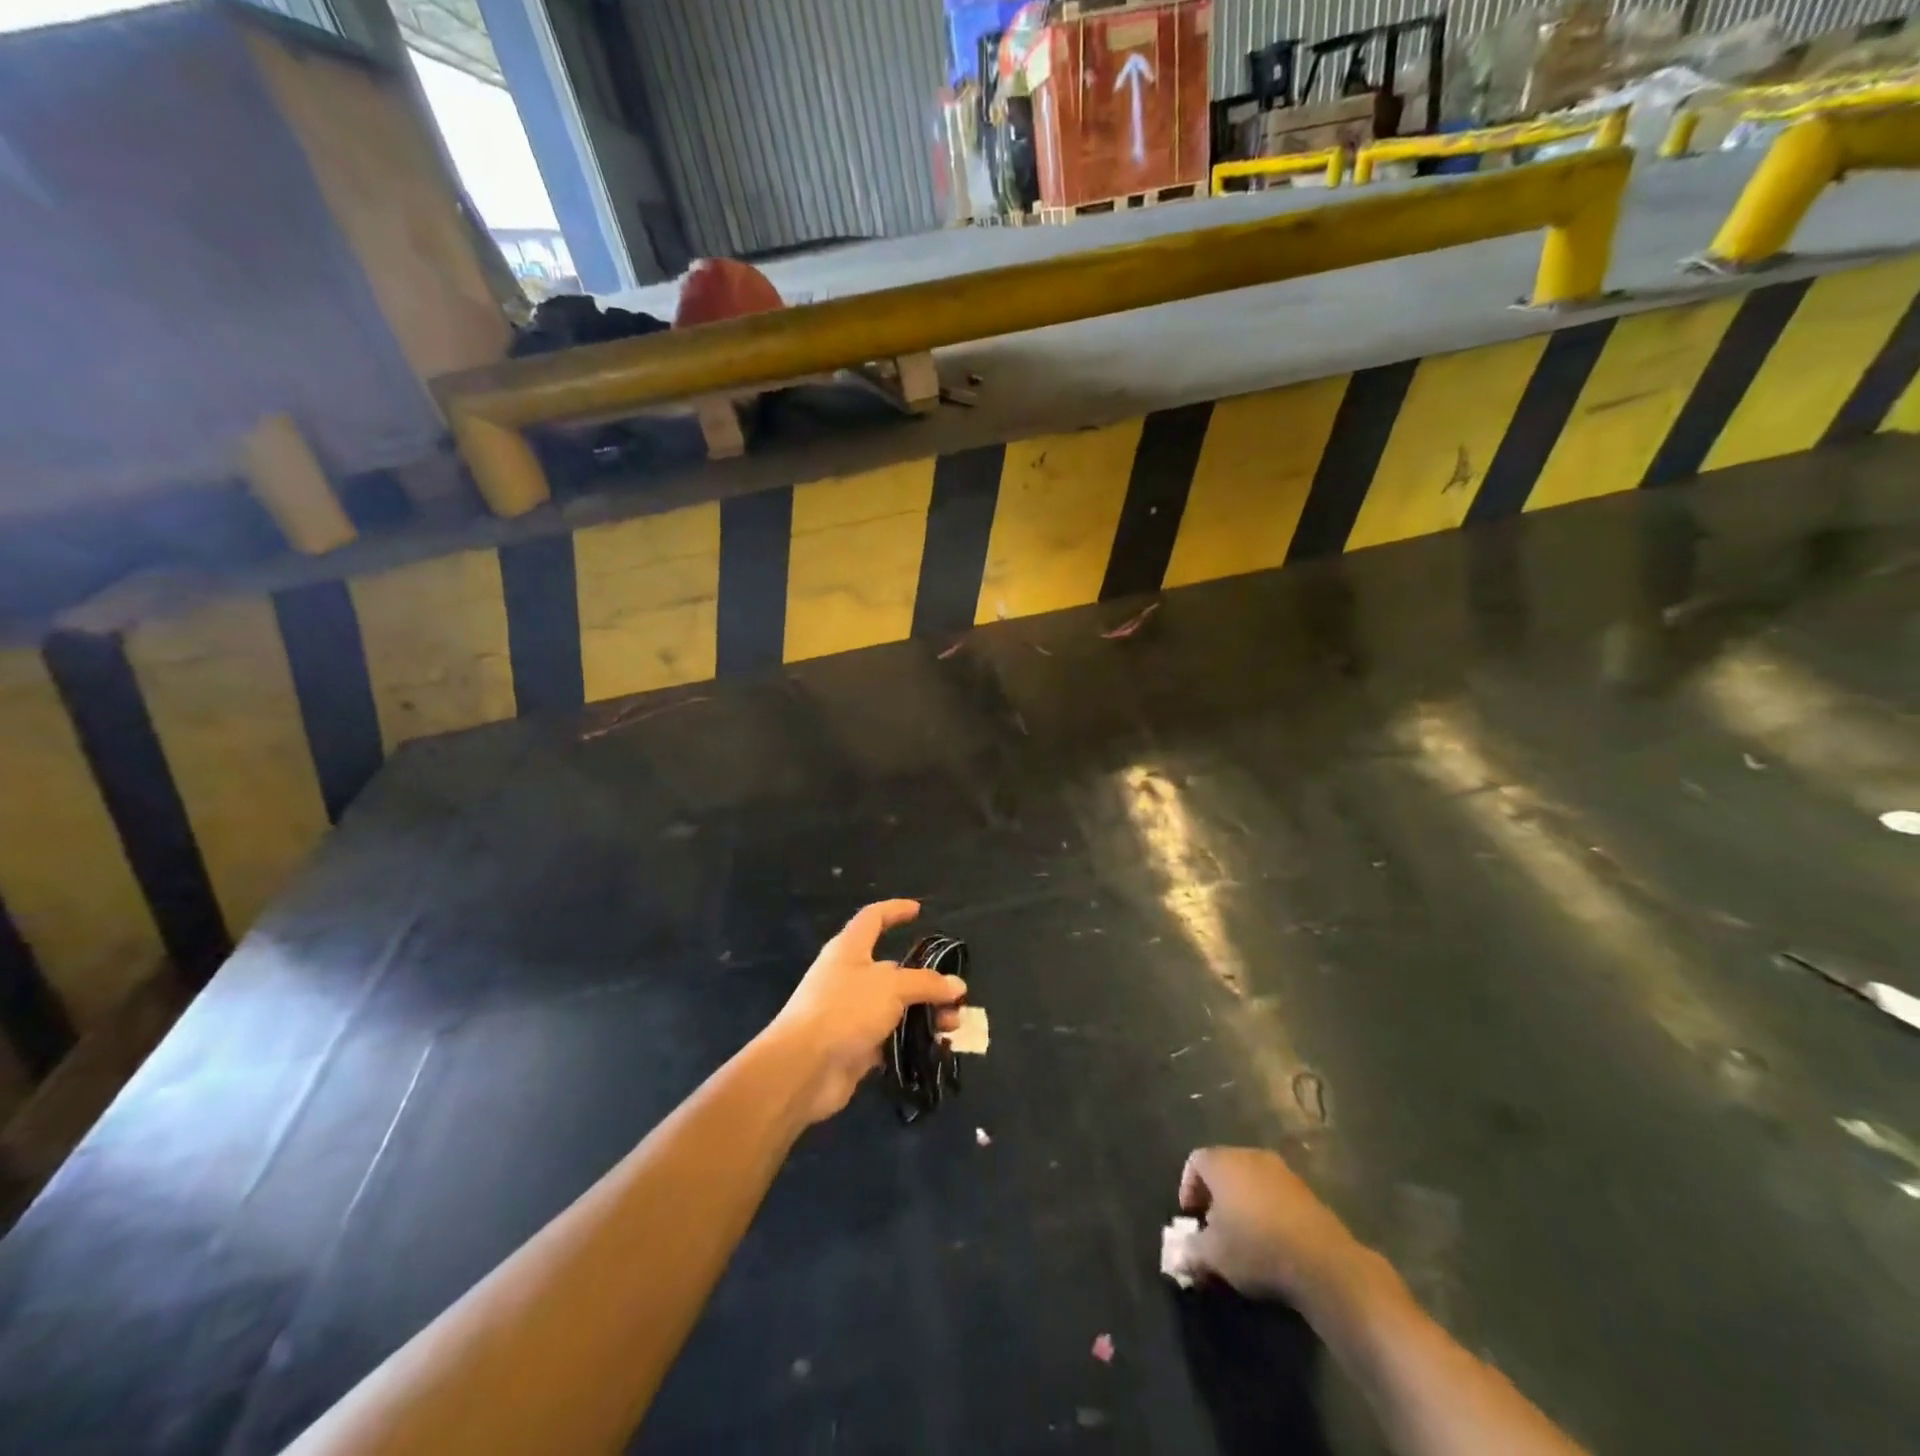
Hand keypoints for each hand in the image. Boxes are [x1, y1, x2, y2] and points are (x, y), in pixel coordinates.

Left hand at [768, 900, 967, 1125]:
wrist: (803, 1068)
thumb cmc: (845, 1010)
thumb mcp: (892, 987)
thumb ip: (926, 983)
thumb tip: (956, 985)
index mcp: (850, 949)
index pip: (873, 918)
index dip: (894, 910)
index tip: (918, 910)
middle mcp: (849, 977)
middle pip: (893, 970)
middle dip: (926, 980)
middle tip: (955, 995)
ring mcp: (851, 1013)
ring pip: (896, 1007)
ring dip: (925, 1014)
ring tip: (952, 1026)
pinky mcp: (855, 1046)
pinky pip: (891, 1038)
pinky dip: (912, 1041)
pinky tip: (936, 1048)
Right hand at [1178, 1147, 1376, 1312]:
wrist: (1323, 1262)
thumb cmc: (1256, 1248)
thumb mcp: (1213, 1256)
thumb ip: (1190, 1250)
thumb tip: (1178, 1253)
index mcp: (1222, 1162)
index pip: (1195, 1161)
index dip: (1188, 1187)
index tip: (1191, 1218)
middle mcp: (1250, 1156)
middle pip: (1224, 1167)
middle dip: (1215, 1196)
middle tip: (1214, 1228)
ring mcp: (1282, 1171)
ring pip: (1251, 1179)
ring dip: (1242, 1202)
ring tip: (1243, 1236)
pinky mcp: (1306, 1191)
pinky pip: (1275, 1193)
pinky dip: (1267, 1210)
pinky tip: (1272, 1240)